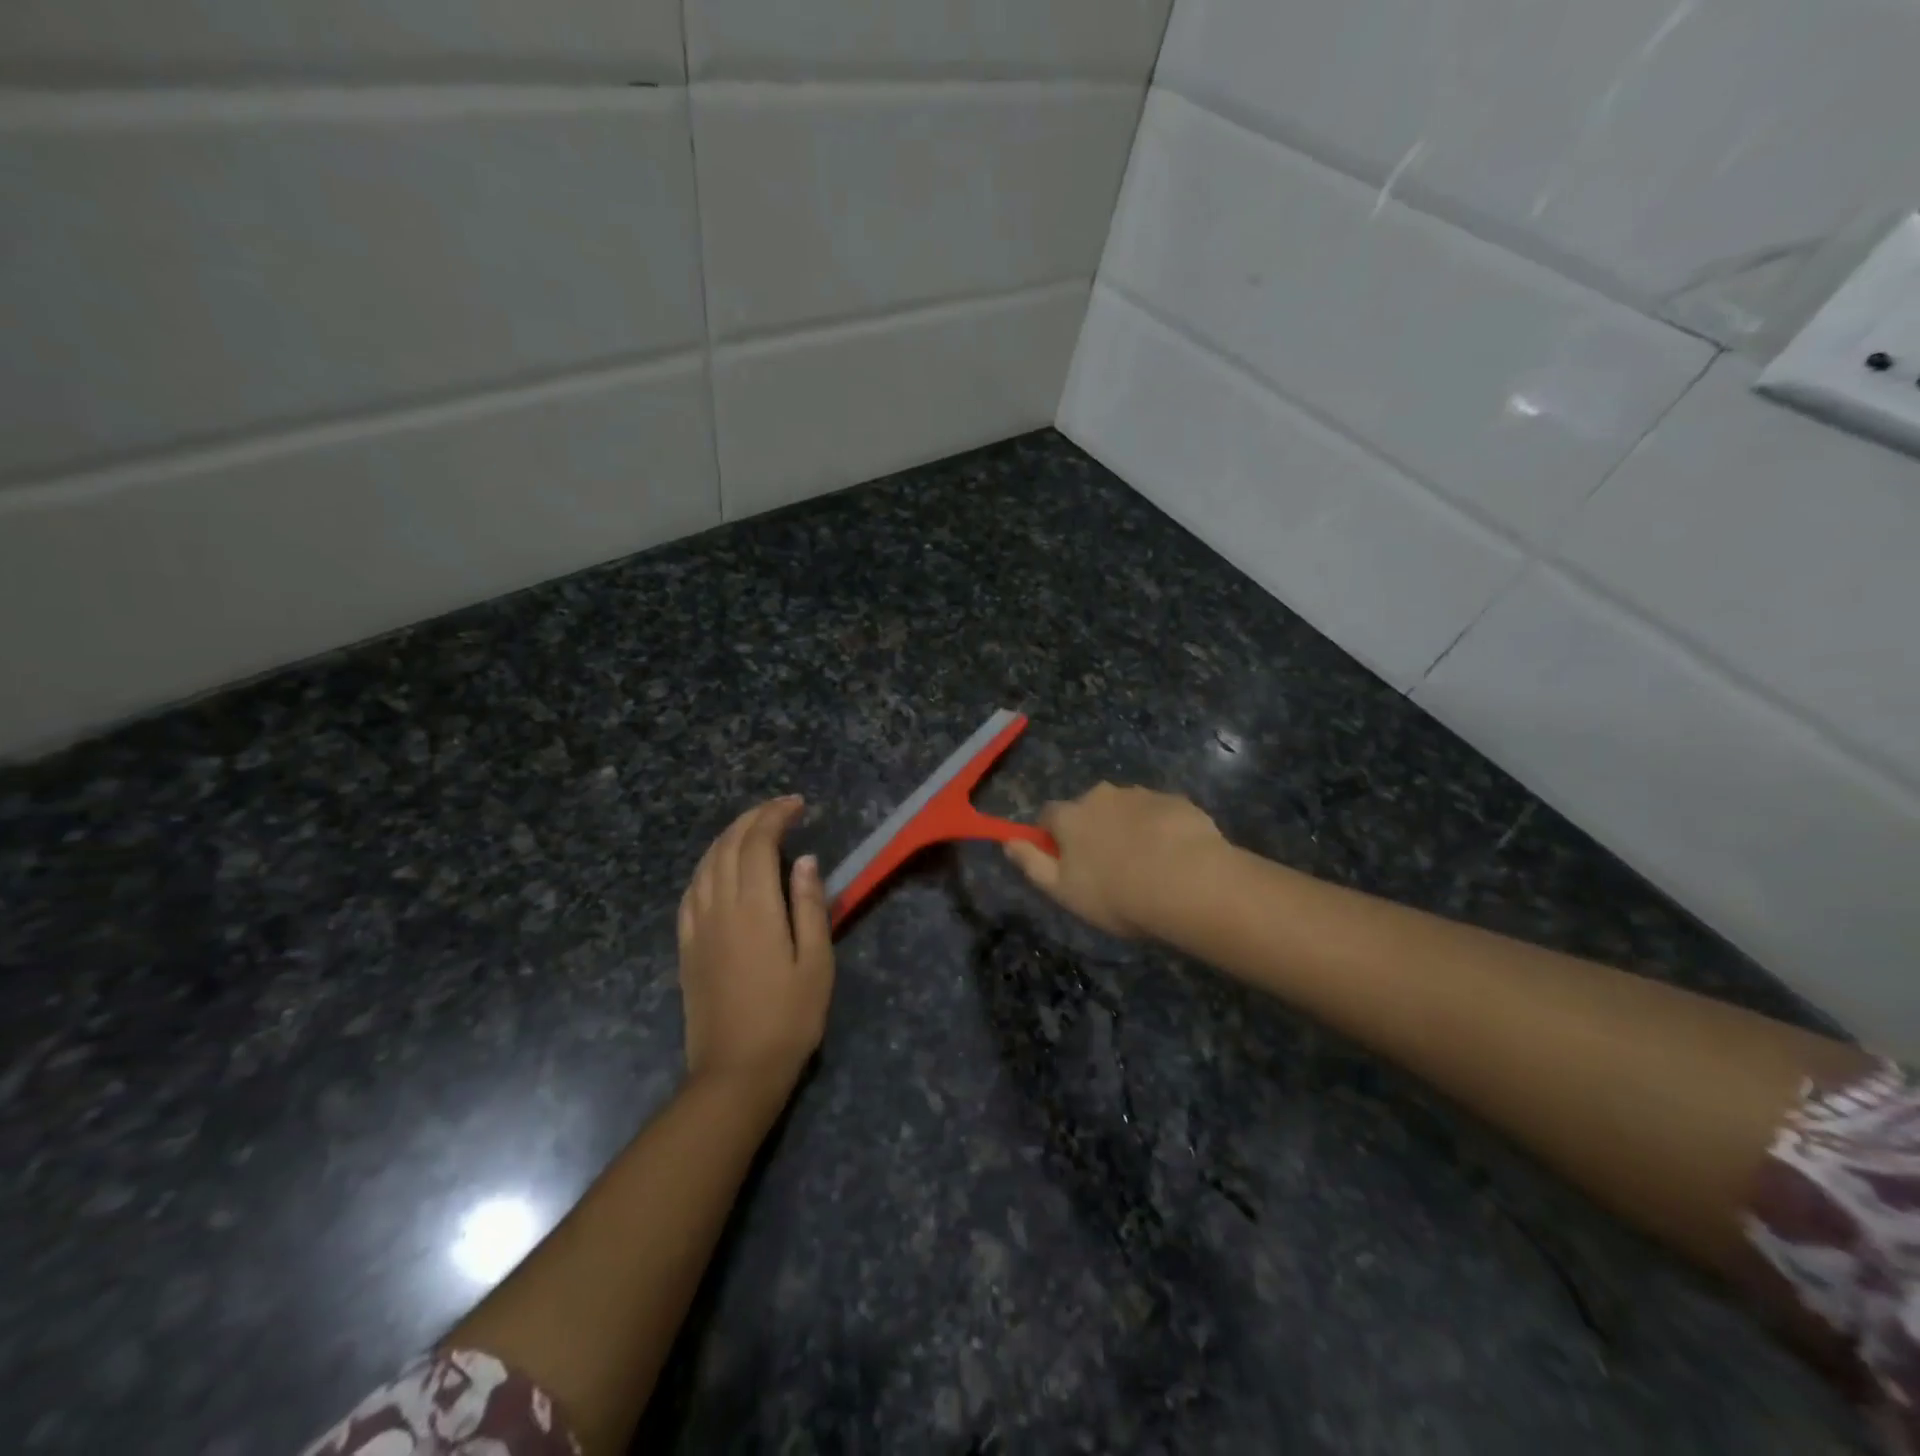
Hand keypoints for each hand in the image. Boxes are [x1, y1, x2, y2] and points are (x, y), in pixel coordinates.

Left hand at [678, 796, 834, 1088]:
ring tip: (752, 829)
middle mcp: (720, 907)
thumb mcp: (816, 963)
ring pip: (705, 864)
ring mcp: (697, 927)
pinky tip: (718, 869)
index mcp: (755, 908)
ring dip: (728, 837)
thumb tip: (805, 860)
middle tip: (779, 808)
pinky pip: (690, 892)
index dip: (775, 816)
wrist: (735, 1072)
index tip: (797, 804)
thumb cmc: (789, 1018)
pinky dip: (706, 867)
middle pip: (728, 846)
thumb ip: (810, 906)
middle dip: (752, 818)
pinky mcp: (686, 947)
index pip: (758, 843)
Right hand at [1005, 783, 1225, 938]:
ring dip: (1128, 827)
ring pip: (1125, 808)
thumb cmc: (1116, 894)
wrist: (1188, 882)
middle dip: (1094, 829)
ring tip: (1146, 864)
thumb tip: (1007, 842)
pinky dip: (1160, 829)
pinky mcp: (1176, 801)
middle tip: (1110, 866)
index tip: (1065, 861)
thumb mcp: (1063, 891)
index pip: (1048, 815)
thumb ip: (1031, 864)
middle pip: (1089, 808)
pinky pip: (1159, 813)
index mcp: (1070, 816)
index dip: (1053, 837)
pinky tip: (1174, 857)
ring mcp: (1141, 795)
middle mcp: (1101, 795)